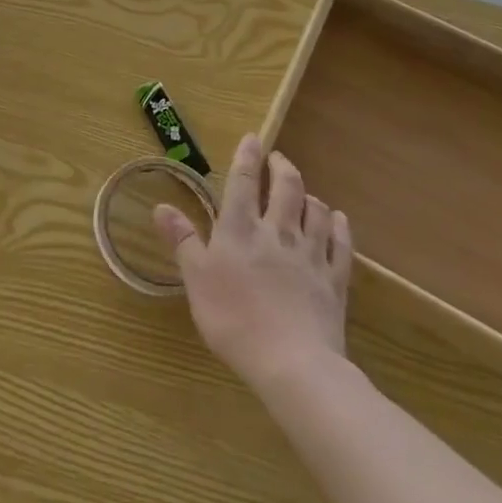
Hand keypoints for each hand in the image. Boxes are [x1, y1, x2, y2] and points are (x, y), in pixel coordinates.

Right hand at [155, 134, 351, 389]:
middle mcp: (277, 232)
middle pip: (285, 187)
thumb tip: (161, 205)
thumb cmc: (234, 319)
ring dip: (308, 195)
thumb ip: (182, 240)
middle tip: (277, 158)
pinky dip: (338, 225)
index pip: (243, 181)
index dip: (247, 157)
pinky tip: (336, 219)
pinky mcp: (334, 280)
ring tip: (303, 192)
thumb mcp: (195, 280)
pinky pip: (340, 243)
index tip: (252, 138)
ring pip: (315, 210)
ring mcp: (310, 254)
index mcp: (240, 229)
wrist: (293, 363)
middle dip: (281, 167)